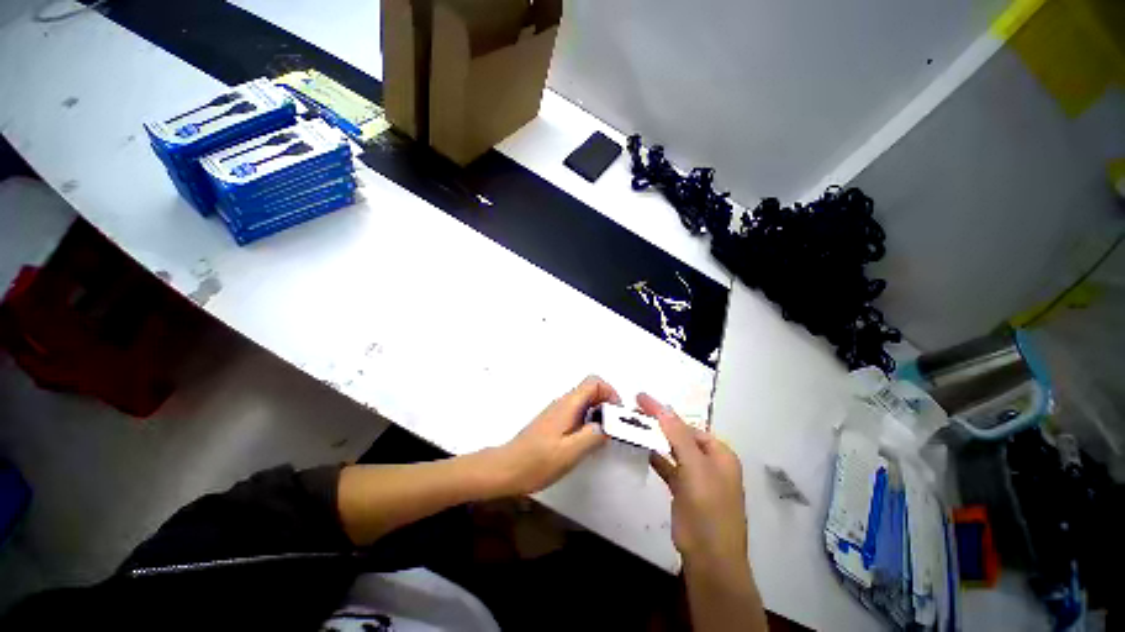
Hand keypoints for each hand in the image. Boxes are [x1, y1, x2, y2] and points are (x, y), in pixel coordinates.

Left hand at [491, 376, 618, 495]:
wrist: (506, 469)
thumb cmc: (536, 462)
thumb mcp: (569, 453)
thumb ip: (592, 436)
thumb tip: (607, 426)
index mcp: (568, 405)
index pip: (593, 382)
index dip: (610, 392)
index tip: (616, 414)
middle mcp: (563, 403)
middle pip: (590, 390)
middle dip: (606, 404)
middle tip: (613, 428)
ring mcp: (557, 412)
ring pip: (584, 403)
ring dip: (598, 415)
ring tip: (602, 438)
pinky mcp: (553, 423)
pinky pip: (576, 414)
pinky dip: (588, 422)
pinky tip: (586, 443)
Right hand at [641, 393, 747, 569]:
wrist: (709, 558)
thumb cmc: (708, 507)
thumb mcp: (695, 467)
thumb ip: (678, 435)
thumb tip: (662, 406)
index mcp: (719, 453)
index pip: (686, 425)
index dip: (664, 412)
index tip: (641, 399)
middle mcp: (709, 461)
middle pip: (680, 435)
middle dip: (659, 423)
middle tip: (634, 410)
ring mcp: (696, 477)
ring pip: (673, 450)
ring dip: (656, 439)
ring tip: (634, 425)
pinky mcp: (683, 490)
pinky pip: (668, 466)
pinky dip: (656, 457)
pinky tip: (643, 448)